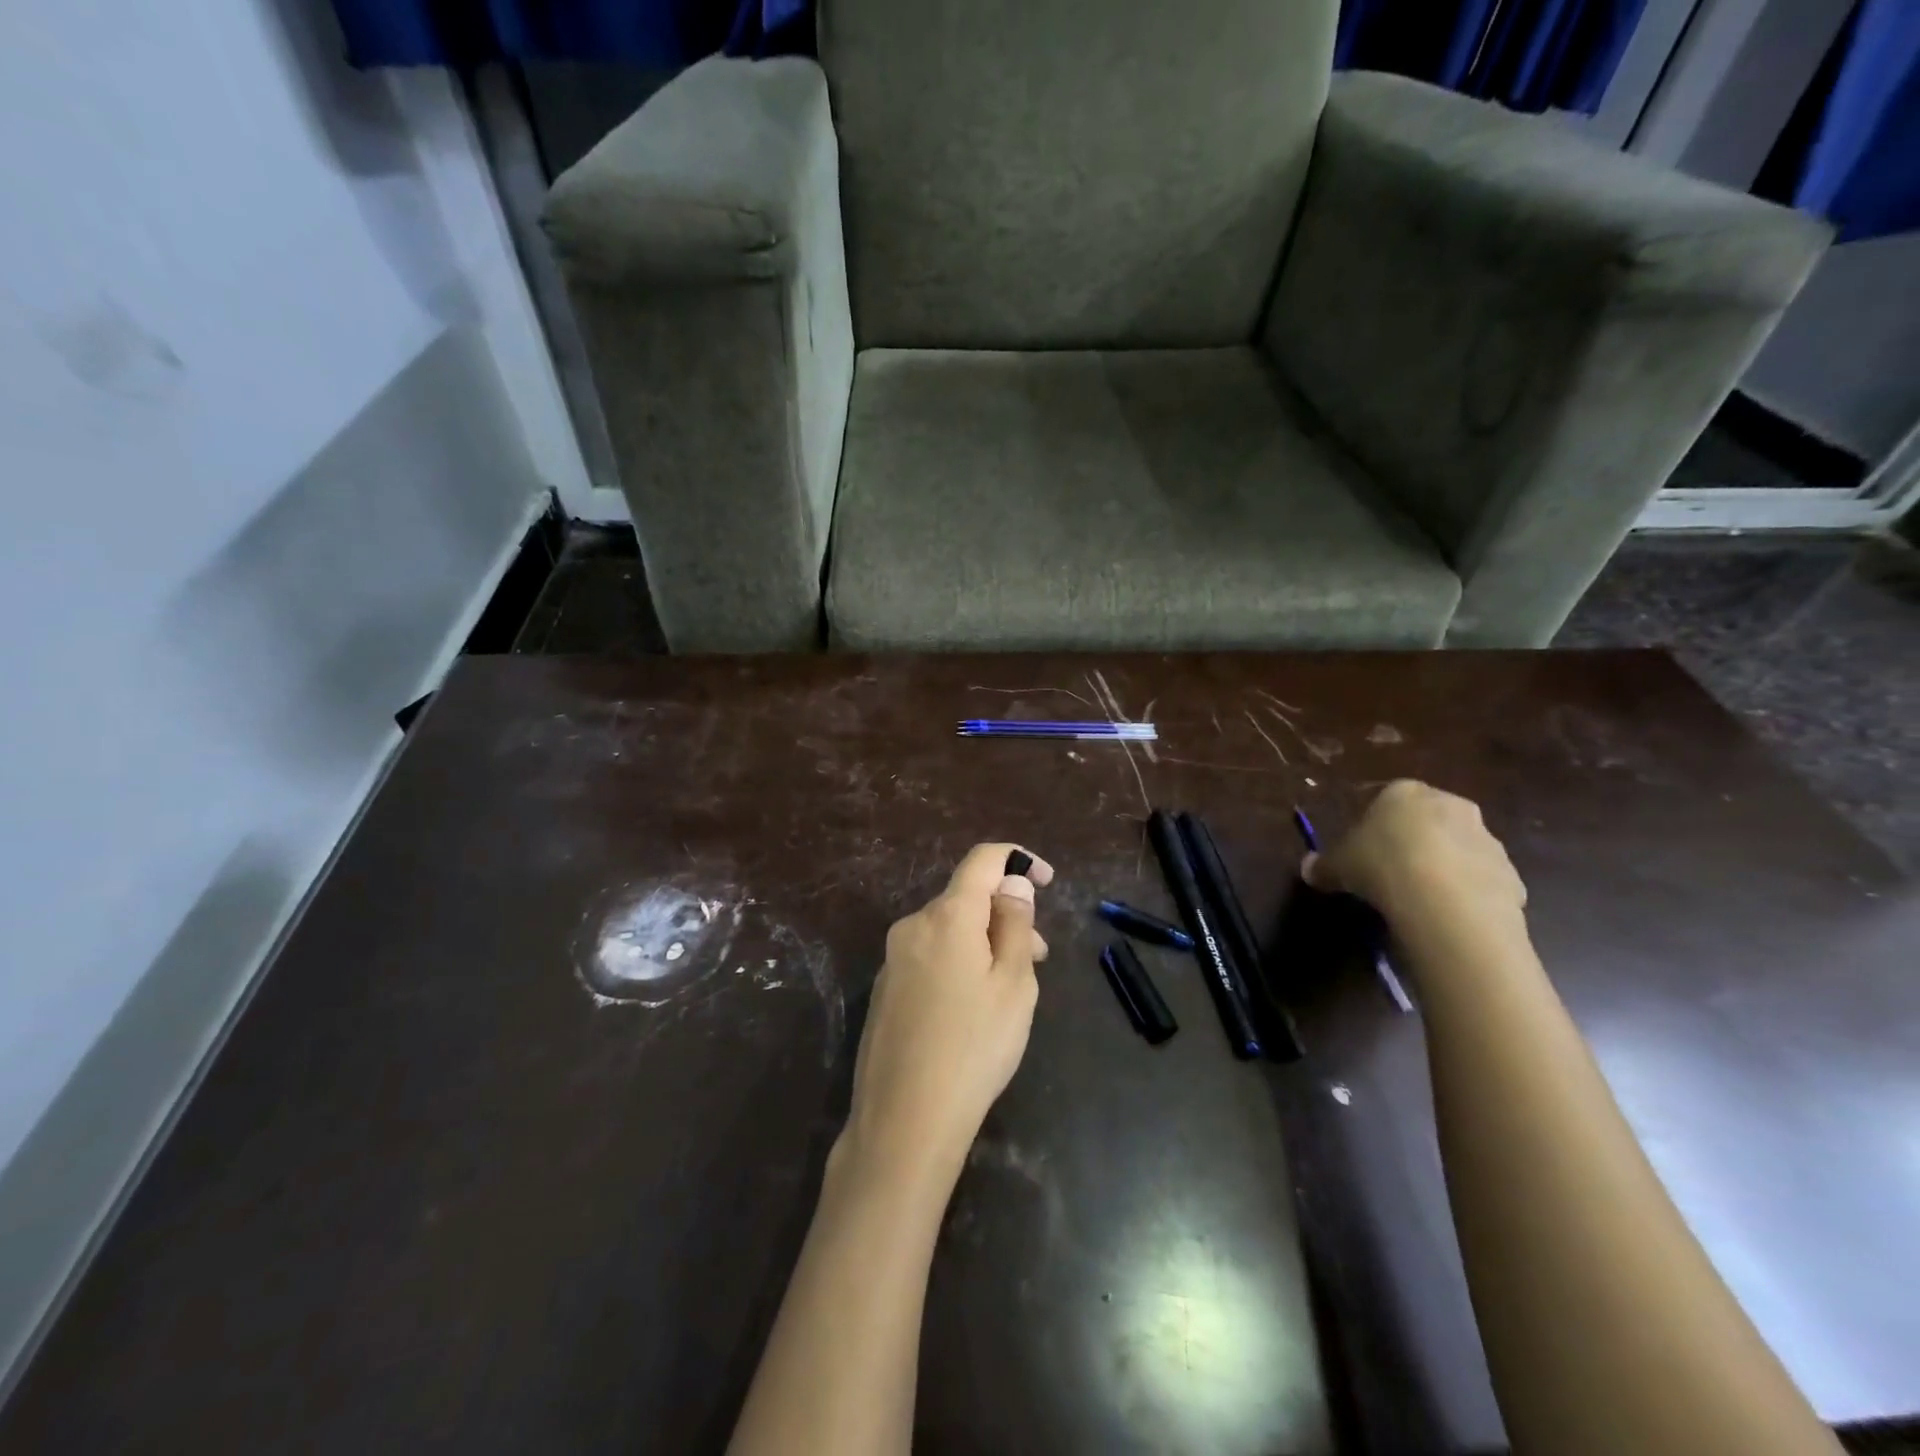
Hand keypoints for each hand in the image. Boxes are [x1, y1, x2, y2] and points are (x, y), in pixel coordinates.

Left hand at [842, 844, 1053, 1184]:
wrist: (904, 1120)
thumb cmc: (974, 1047)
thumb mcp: (1014, 984)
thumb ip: (1015, 924)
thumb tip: (1012, 883)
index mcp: (947, 916)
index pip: (982, 860)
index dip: (1018, 859)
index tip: (1047, 879)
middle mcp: (913, 925)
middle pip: (966, 899)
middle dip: (1005, 914)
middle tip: (1039, 956)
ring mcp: (893, 958)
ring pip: (949, 930)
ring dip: (984, 942)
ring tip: (1010, 988)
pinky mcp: (886, 989)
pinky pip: (930, 956)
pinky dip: (958, 963)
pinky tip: (972, 1009)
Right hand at [1304, 781, 1526, 942]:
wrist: (1445, 901)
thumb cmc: (1381, 865)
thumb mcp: (1338, 866)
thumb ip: (1323, 865)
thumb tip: (1308, 869)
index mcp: (1404, 792)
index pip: (1386, 798)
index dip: (1374, 824)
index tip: (1364, 850)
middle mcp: (1449, 804)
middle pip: (1427, 819)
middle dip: (1414, 840)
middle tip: (1393, 870)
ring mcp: (1485, 837)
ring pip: (1459, 847)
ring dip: (1445, 865)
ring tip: (1422, 898)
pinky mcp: (1510, 870)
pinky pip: (1481, 878)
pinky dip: (1468, 891)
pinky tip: (1449, 914)